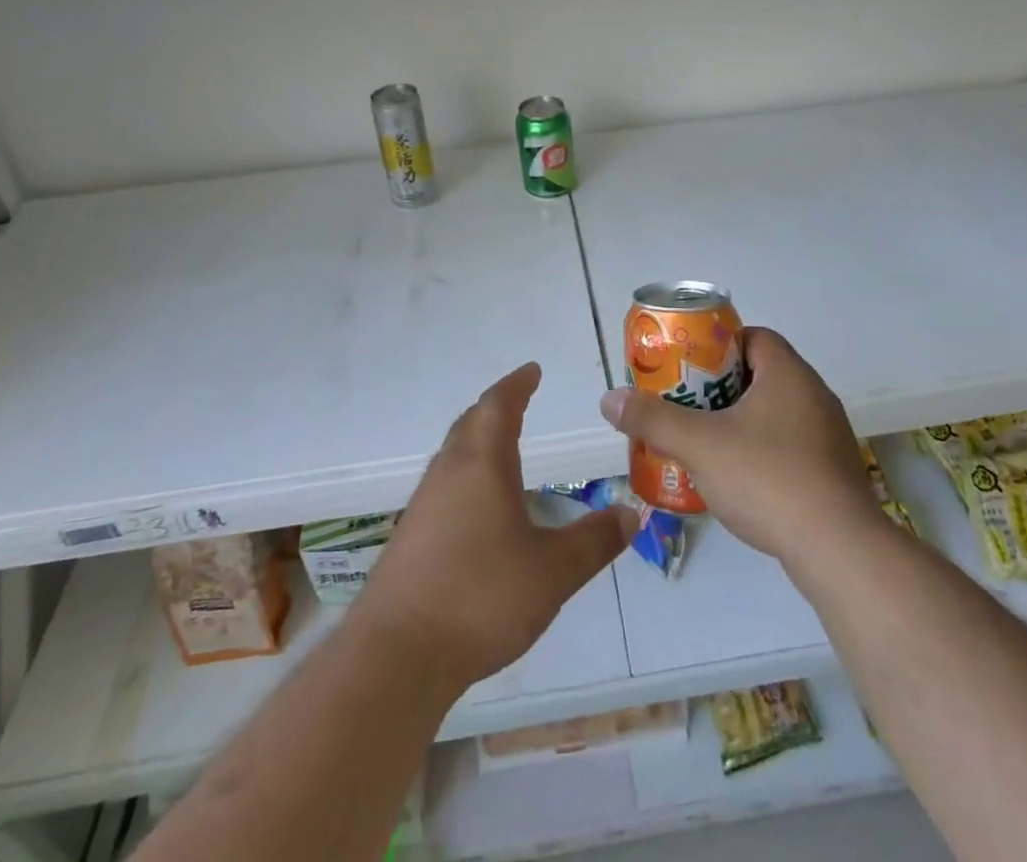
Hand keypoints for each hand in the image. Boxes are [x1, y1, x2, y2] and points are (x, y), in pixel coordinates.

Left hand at [351, 364, 634, 690]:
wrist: (395, 656)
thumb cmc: (480, 597)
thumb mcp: (552, 571)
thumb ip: (593, 541)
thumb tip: (630, 513)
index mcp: (482, 464)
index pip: (499, 406)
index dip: (517, 385)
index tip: (532, 370)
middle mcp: (448, 473)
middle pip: (470, 423)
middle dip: (496, 408)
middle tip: (518, 401)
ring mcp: (423, 505)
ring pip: (453, 454)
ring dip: (477, 440)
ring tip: (501, 448)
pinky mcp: (410, 537)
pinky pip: (443, 485)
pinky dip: (465, 475)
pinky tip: (477, 507)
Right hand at [598, 328, 879, 561]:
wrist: (840, 552)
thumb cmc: (769, 479)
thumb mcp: (700, 445)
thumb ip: (653, 419)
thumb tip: (610, 398)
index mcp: (789, 374)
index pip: (753, 337)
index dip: (717, 346)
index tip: (688, 368)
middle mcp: (815, 395)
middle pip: (760, 374)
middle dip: (721, 388)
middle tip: (687, 406)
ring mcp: (829, 436)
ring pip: (776, 413)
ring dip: (741, 422)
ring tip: (706, 443)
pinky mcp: (834, 473)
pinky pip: (791, 446)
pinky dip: (763, 452)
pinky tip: (740, 480)